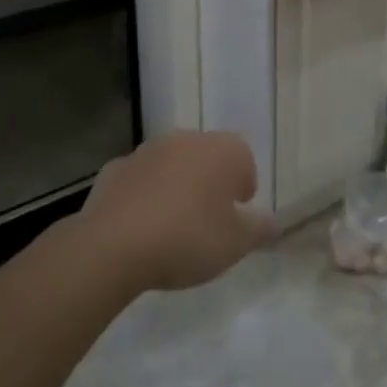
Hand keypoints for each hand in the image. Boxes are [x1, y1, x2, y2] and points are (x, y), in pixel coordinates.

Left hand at [78, 131, 278, 293]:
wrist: (113, 246)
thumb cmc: (188, 239)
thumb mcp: (235, 244)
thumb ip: (259, 230)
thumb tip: (274, 223)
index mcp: (222, 150)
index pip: (244, 159)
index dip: (244, 187)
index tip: (237, 214)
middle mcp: (187, 139)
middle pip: (208, 157)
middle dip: (210, 182)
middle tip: (208, 221)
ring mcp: (147, 151)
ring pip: (172, 165)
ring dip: (176, 185)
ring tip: (172, 226)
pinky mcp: (114, 169)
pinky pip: (139, 179)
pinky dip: (143, 194)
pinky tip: (139, 226)